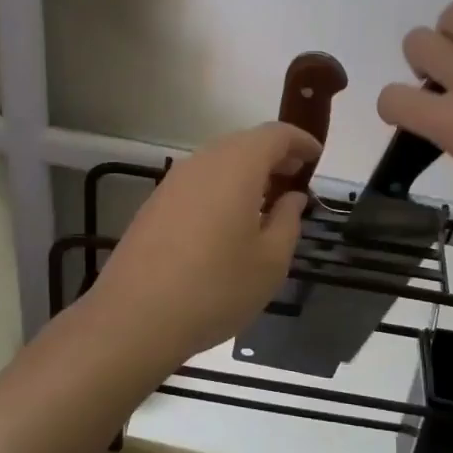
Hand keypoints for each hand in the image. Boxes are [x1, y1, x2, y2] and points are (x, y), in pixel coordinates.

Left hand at [90, 122, 319, 362]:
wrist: (135, 317)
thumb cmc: (215, 288)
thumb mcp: (270, 262)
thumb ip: (288, 221)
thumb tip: (292, 196)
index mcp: (236, 166)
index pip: (275, 135)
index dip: (300, 141)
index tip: (317, 157)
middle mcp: (203, 162)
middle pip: (245, 143)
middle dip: (274, 156)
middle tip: (296, 179)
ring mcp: (174, 181)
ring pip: (219, 161)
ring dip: (247, 172)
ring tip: (267, 202)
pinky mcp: (156, 203)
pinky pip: (199, 181)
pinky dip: (222, 187)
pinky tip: (230, 221)